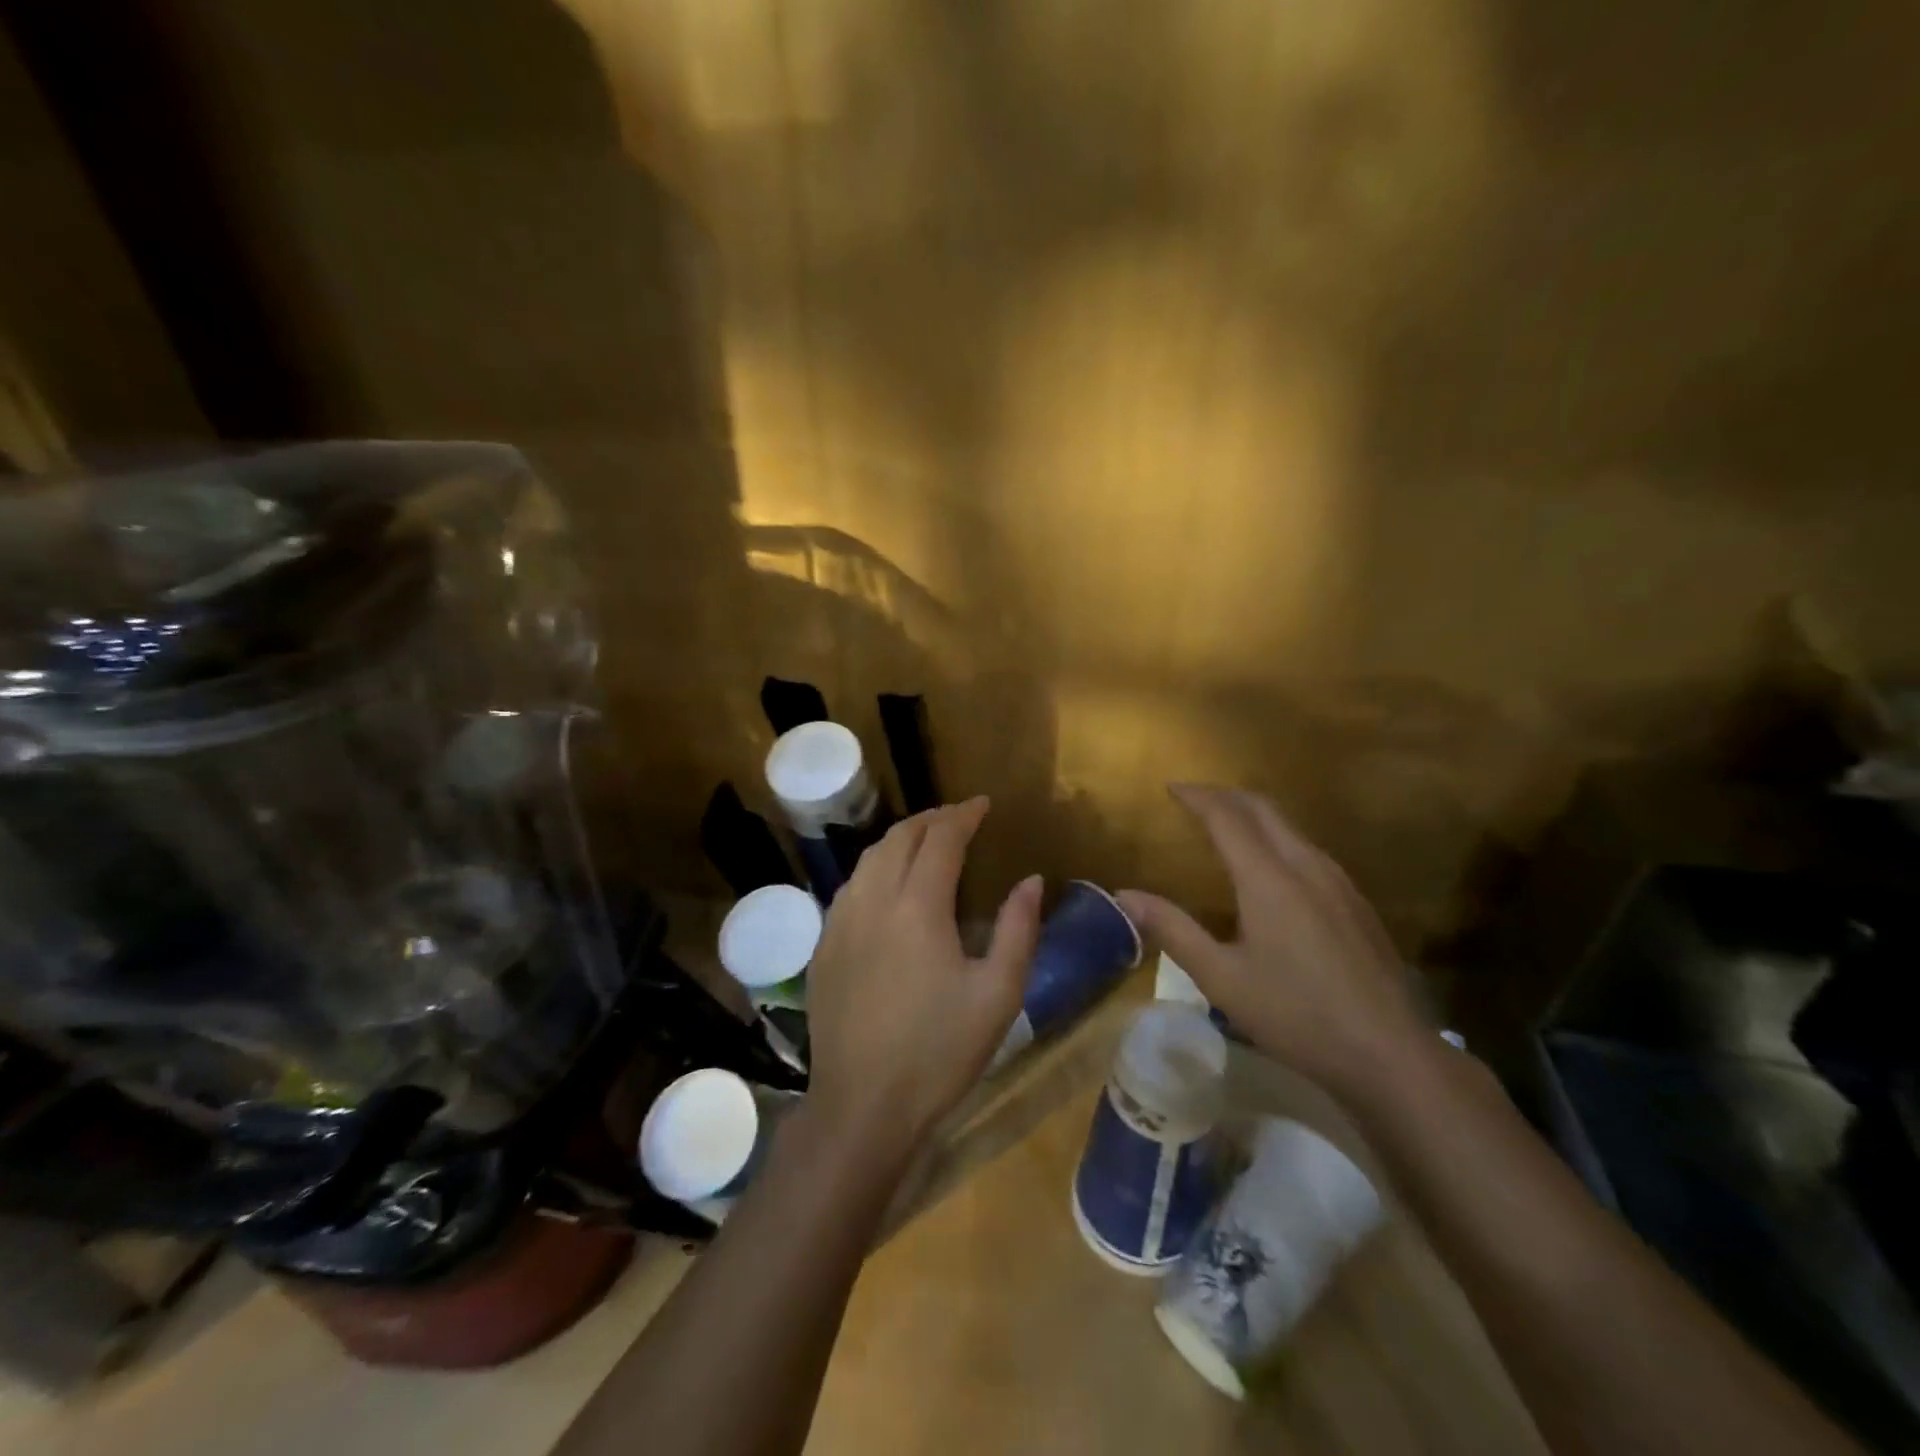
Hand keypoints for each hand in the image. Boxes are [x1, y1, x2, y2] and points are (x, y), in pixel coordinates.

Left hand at [803, 797, 1043, 1159]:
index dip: (963, 815)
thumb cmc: (939, 1052)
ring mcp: (840, 922)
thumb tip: (1031, 880)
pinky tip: (888, 886)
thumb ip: (1018, 929)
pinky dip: (876, 868)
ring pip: (869, 858)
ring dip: (901, 840)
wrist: (862, 1106)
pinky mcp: (824, 946)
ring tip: (926, 843)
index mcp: (917, 906)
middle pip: (900, 837)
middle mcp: (872, 900)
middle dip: (932, 819)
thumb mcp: (998, 994)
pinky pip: (851, 886)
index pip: (941, 839)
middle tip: (958, 818)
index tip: (983, 804)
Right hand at [1116, 784, 1429, 1101]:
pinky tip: (1271, 868)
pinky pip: (1309, 849)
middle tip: (1194, 798)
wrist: (1390, 1053)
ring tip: (1226, 824)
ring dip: (1254, 814)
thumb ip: (1173, 930)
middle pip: (1263, 809)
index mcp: (1268, 878)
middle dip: (1225, 795)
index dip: (1197, 797)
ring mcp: (1338, 882)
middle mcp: (1306, 865)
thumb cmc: (1296, 1014)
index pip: (1227, 816)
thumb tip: (1124, 895)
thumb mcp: (1221, 978)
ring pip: (1290, 827)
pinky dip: (1277, 837)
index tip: (1171, 787)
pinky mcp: (1357, 902)